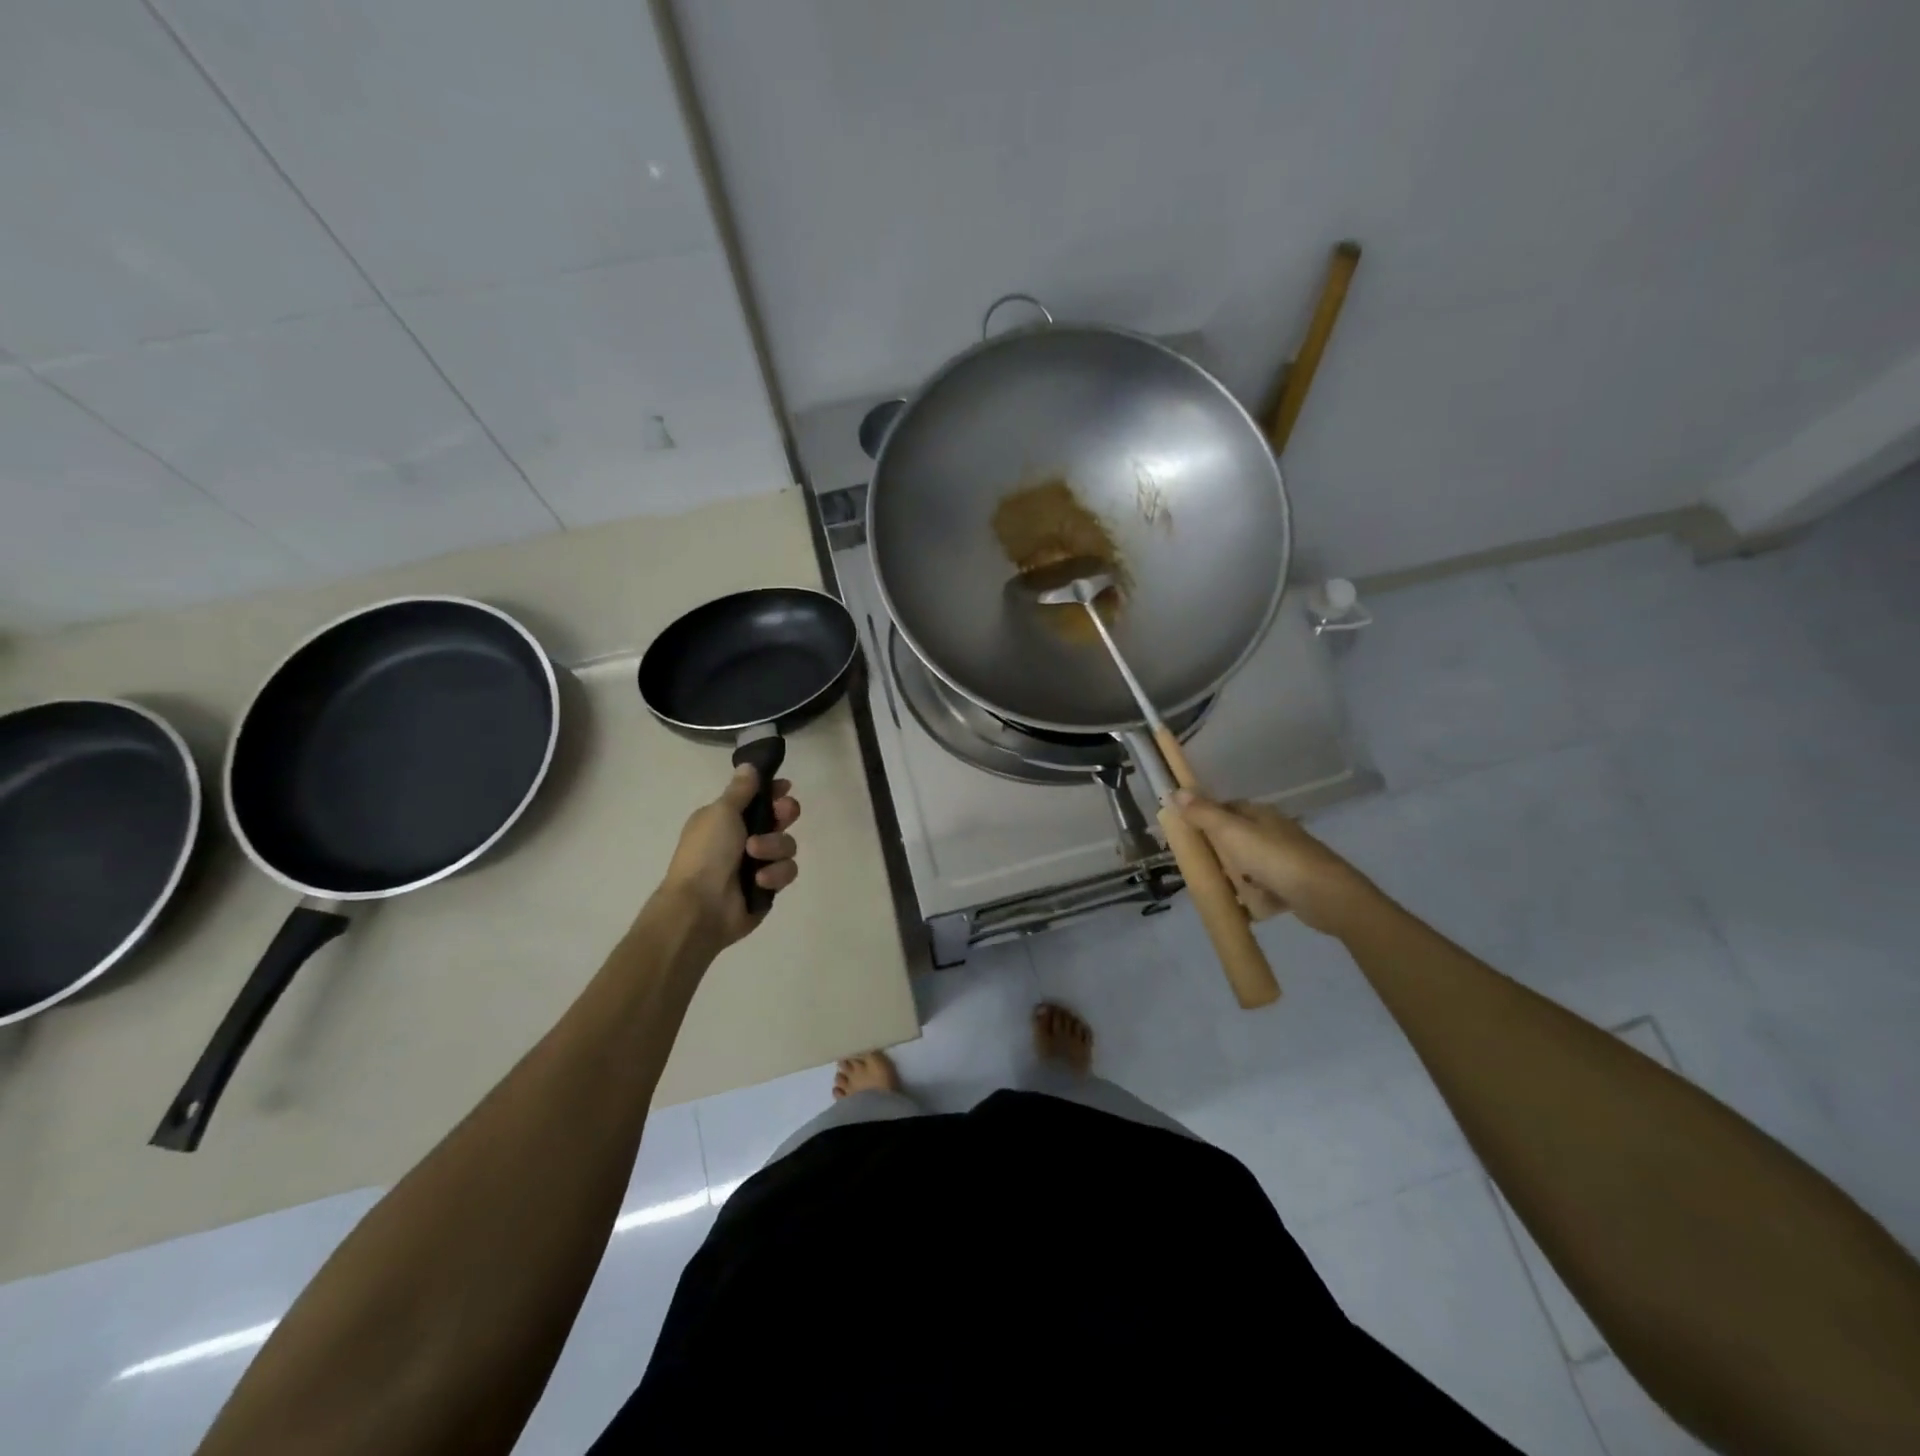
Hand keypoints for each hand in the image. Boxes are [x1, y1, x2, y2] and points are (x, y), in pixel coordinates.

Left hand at [654, 765, 800, 949]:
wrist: (700, 907)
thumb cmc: (707, 853)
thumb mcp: (721, 813)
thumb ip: (741, 790)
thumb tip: (748, 765)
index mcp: (726, 818)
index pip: (758, 798)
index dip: (774, 791)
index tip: (784, 787)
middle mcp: (743, 838)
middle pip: (780, 818)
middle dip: (784, 815)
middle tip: (781, 815)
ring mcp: (757, 863)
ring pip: (787, 844)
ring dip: (774, 847)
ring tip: (755, 856)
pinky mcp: (768, 887)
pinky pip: (786, 871)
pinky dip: (774, 874)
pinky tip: (759, 880)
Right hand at [1171, 791, 1374, 935]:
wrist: (1325, 895)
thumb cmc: (1274, 858)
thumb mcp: (1231, 832)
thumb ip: (1203, 813)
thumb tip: (1175, 791)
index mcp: (1260, 814)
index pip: (1226, 808)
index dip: (1205, 818)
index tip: (1187, 834)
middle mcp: (1274, 831)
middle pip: (1236, 837)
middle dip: (1218, 852)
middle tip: (1199, 866)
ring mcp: (1286, 858)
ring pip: (1250, 863)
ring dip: (1235, 875)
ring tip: (1219, 889)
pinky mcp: (1294, 883)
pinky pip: (1265, 887)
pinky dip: (1254, 896)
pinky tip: (1245, 907)